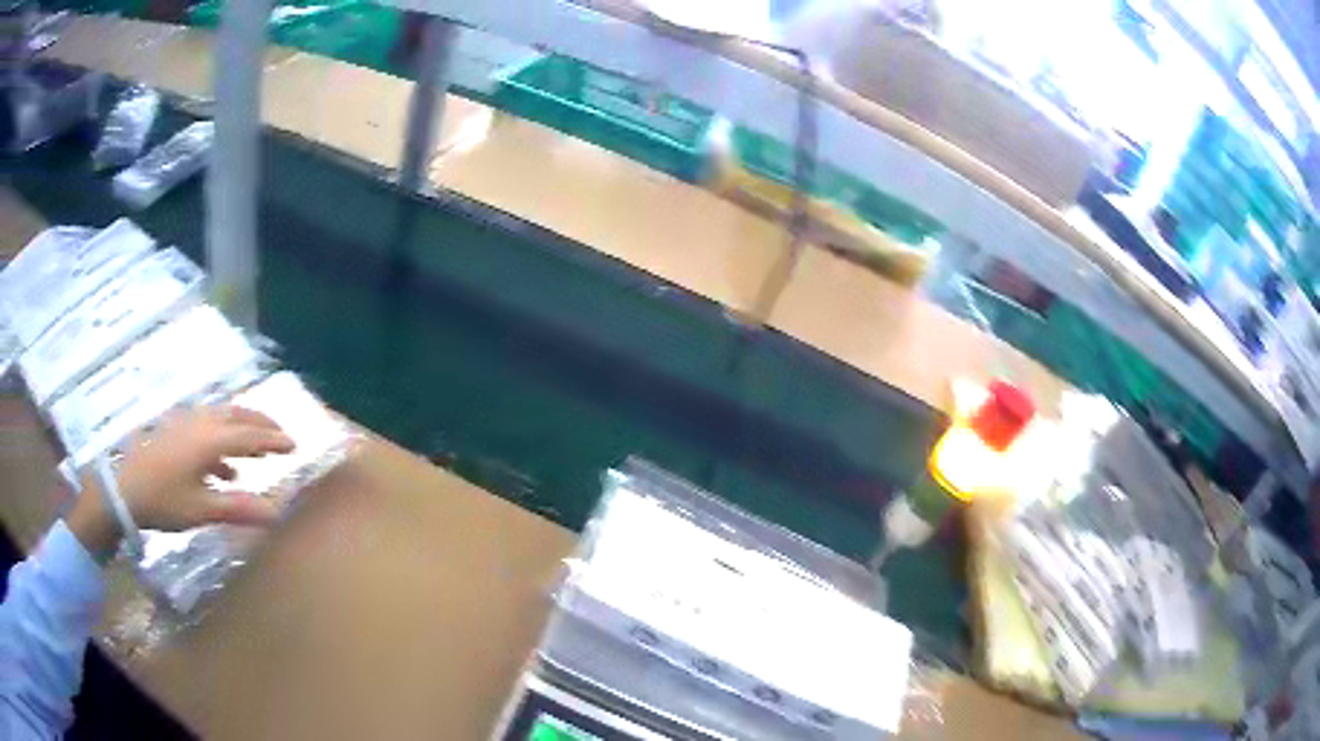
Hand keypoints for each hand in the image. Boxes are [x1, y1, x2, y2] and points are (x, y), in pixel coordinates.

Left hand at [67, 406, 295, 558]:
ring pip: (220, 416)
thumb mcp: (202, 509)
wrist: (124, 489)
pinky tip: (223, 466)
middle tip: (280, 432)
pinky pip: (206, 426)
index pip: (250, 435)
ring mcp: (185, 423)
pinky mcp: (174, 430)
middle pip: (236, 415)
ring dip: (241, 426)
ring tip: (256, 444)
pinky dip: (221, 438)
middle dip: (260, 421)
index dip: (273, 439)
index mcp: (210, 440)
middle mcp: (201, 424)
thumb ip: (239, 508)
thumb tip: (277, 513)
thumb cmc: (164, 500)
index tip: (295, 444)